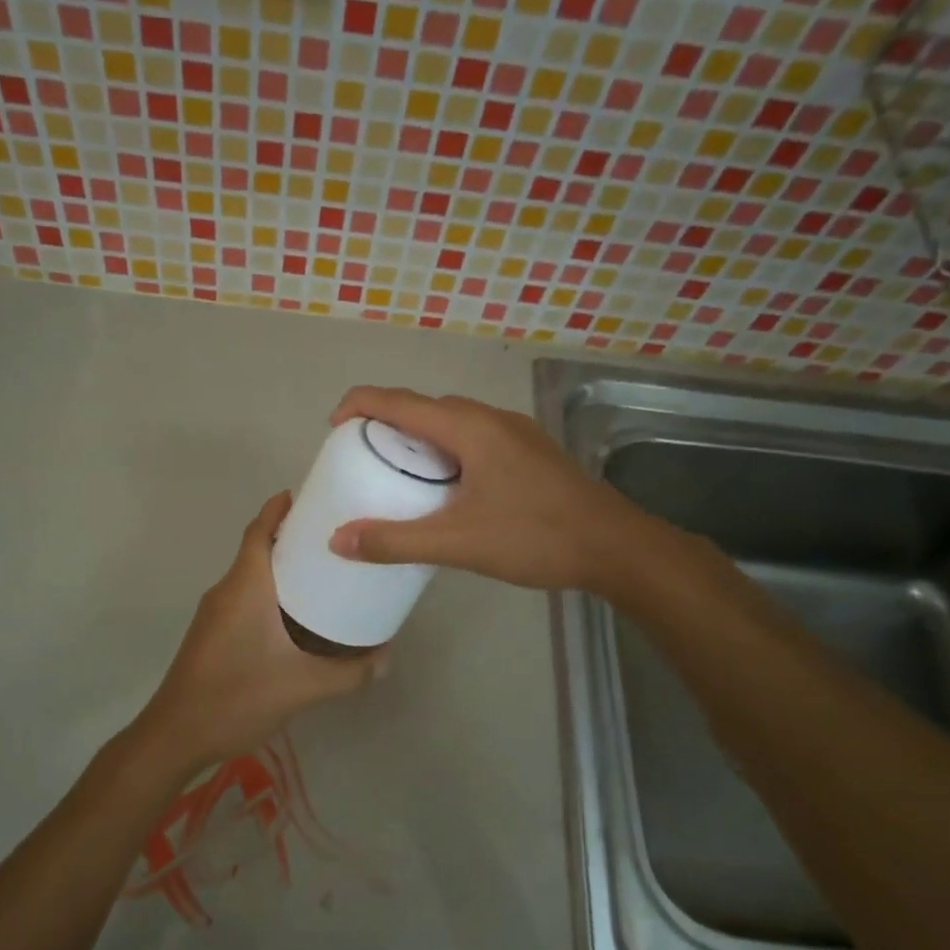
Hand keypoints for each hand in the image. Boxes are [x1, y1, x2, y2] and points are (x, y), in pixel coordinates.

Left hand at [135, 491, 382, 774]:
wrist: (175, 735)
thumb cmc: (236, 697)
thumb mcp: (302, 686)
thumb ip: (349, 673)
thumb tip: (386, 658)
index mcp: (245, 587)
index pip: (259, 530)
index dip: (280, 508)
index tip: (311, 496)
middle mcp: (226, 591)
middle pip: (258, 548)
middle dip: (292, 538)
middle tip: (336, 539)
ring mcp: (215, 613)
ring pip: (252, 576)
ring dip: (283, 569)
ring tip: (326, 574)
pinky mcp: (213, 634)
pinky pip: (246, 599)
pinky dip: (272, 594)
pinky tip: (299, 618)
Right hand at [325, 386, 648, 593]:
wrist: (616, 547)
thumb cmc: (535, 536)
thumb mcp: (457, 542)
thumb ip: (395, 541)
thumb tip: (337, 540)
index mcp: (469, 428)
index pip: (399, 401)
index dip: (359, 405)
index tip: (333, 427)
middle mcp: (491, 419)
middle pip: (426, 407)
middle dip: (388, 422)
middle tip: (363, 455)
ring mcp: (516, 433)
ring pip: (454, 422)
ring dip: (421, 436)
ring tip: (400, 470)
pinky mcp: (531, 453)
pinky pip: (475, 438)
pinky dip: (447, 451)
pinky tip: (448, 487)